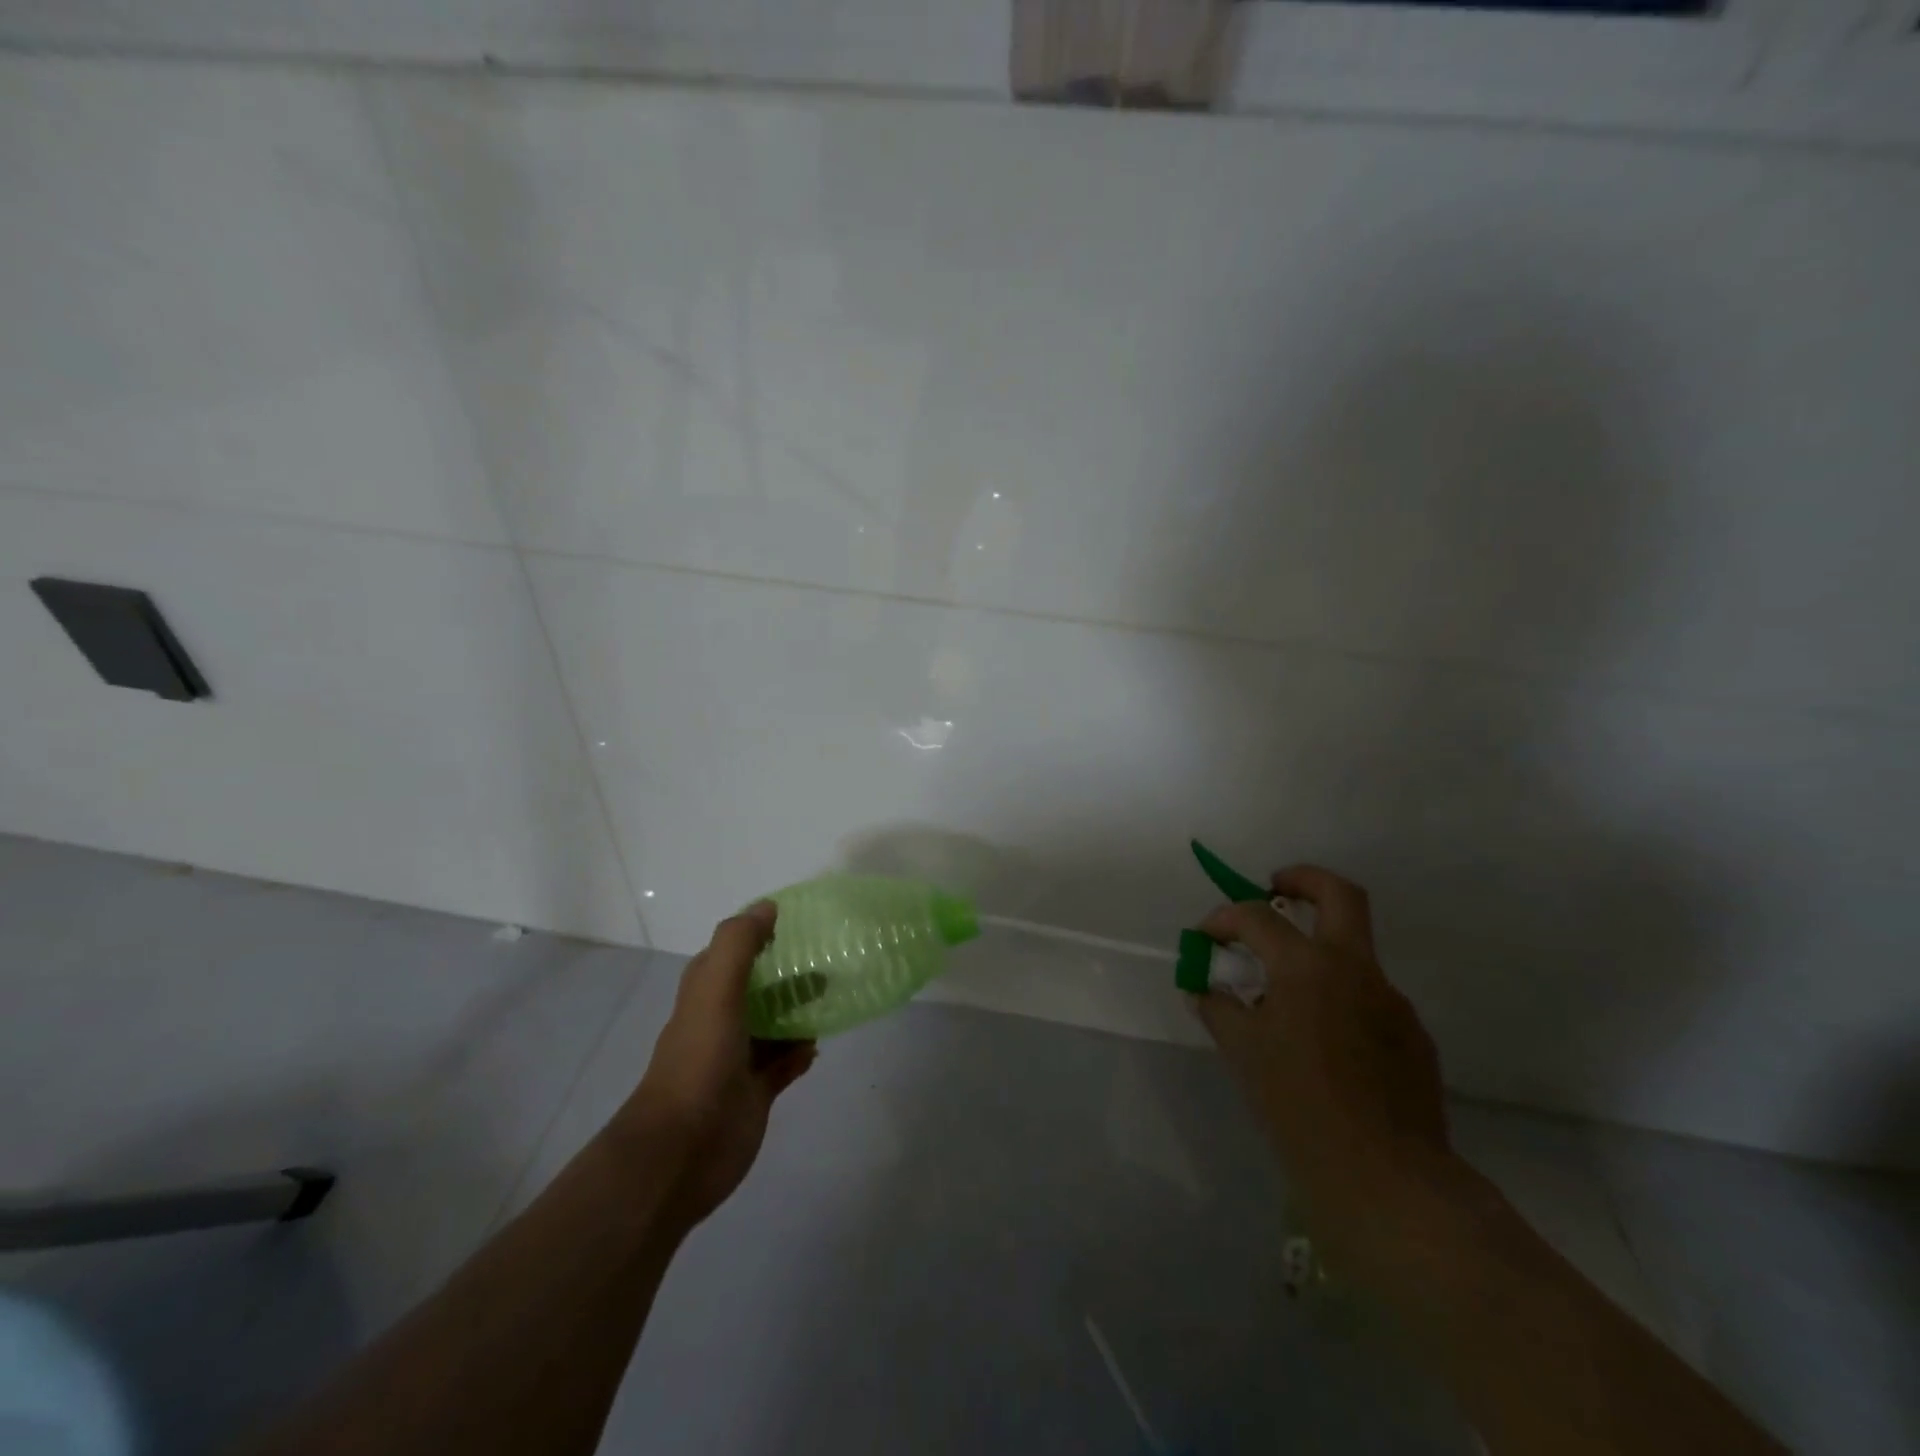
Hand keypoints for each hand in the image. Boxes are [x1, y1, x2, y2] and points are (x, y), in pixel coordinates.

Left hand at [618, 901, 815, 1229]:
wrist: (680, 1151)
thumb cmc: (698, 1062)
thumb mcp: (715, 992)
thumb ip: (738, 945)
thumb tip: (767, 906)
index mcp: (705, 994)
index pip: (730, 952)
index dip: (756, 934)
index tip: (796, 921)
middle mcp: (720, 1021)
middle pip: (757, 987)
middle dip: (787, 972)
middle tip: (827, 958)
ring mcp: (738, 1059)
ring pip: (773, 1024)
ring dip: (799, 1010)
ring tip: (833, 994)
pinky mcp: (755, 1093)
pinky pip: (784, 1064)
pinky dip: (801, 1052)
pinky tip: (819, 1044)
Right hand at [1196, 866, 1452, 1237]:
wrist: (1387, 1179)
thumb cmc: (1299, 1108)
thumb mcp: (1243, 1054)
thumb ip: (1218, 1009)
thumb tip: (1202, 988)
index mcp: (1307, 967)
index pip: (1257, 917)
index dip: (1223, 919)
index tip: (1205, 937)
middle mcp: (1355, 969)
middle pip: (1339, 894)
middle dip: (1302, 879)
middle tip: (1274, 888)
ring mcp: (1391, 1000)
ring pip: (1354, 950)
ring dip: (1318, 950)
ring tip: (1286, 994)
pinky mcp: (1412, 1034)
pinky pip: (1369, 998)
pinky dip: (1339, 998)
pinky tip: (1322, 1041)